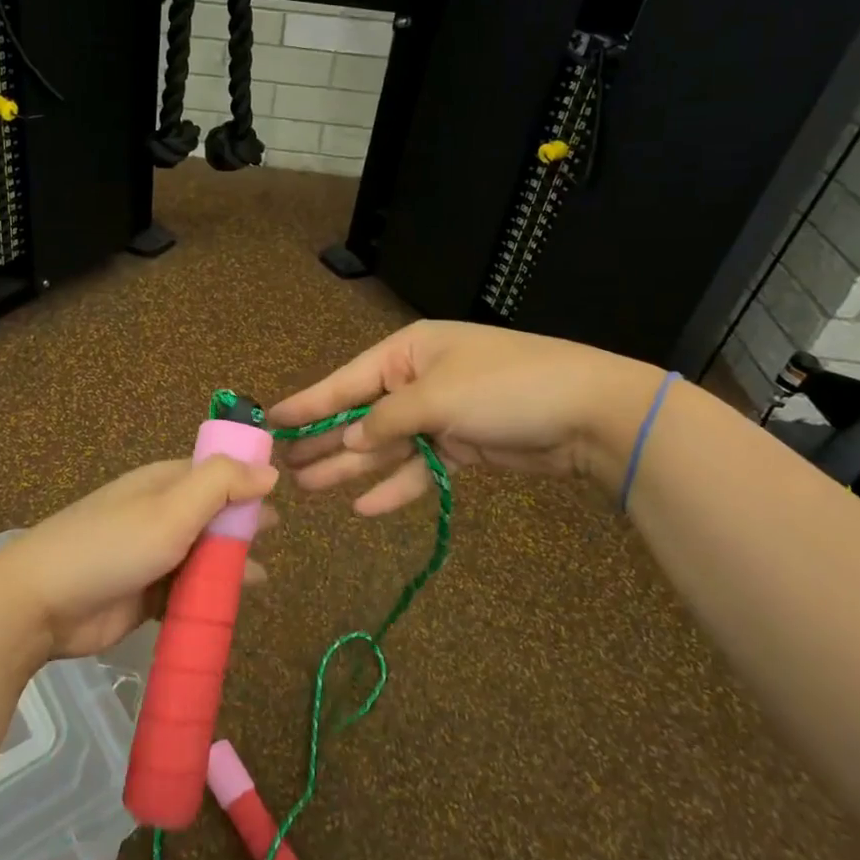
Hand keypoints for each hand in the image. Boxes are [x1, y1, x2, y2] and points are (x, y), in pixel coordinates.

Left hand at [0, 457, 278, 658]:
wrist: (41, 604)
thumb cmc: (112, 546)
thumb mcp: (172, 508)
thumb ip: (222, 484)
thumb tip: (269, 470)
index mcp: (164, 483)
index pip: (215, 471)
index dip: (247, 478)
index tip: (281, 493)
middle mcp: (160, 514)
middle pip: (212, 514)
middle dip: (242, 524)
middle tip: (274, 536)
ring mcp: (151, 555)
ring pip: (202, 555)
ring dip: (228, 564)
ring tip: (259, 578)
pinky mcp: (144, 596)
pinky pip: (187, 592)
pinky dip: (208, 597)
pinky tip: (229, 609)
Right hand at [269, 320, 660, 513]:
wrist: (588, 411)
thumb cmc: (504, 387)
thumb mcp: (438, 396)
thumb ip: (386, 420)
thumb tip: (350, 440)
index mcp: (409, 353)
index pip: (346, 380)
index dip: (308, 402)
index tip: (270, 419)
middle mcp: (419, 380)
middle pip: (360, 414)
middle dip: (325, 439)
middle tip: (283, 466)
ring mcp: (440, 415)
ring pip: (385, 445)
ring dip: (351, 467)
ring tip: (310, 488)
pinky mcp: (462, 446)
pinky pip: (418, 467)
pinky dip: (395, 486)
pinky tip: (365, 507)